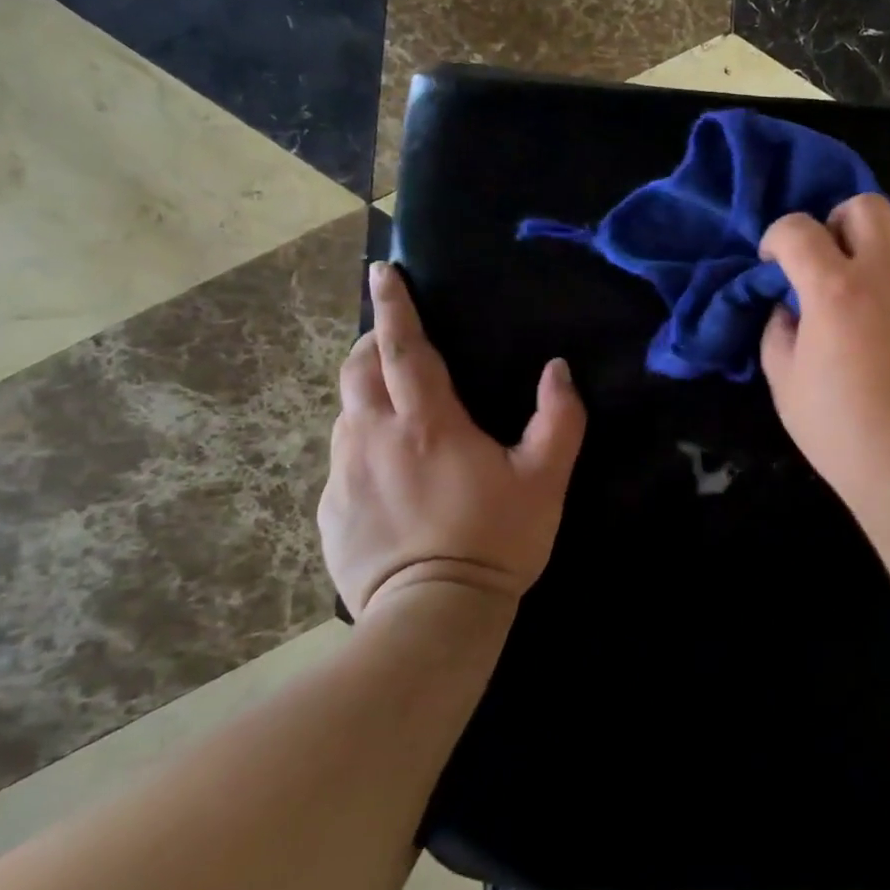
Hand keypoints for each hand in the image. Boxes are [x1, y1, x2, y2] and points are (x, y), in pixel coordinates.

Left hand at [318, 263, 586, 619]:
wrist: (433, 617)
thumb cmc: (496, 540)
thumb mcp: (545, 479)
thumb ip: (559, 419)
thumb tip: (558, 369)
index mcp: (428, 423)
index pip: (404, 347)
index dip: (395, 305)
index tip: (382, 271)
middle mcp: (375, 437)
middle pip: (359, 369)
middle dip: (374, 342)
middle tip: (396, 340)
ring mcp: (344, 475)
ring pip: (346, 412)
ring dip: (367, 393)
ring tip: (396, 405)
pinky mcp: (330, 510)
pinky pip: (342, 458)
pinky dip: (362, 444)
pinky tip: (389, 472)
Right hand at [760, 194, 889, 513]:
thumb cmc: (846, 434)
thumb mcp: (787, 389)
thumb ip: (778, 337)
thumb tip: (787, 311)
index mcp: (835, 289)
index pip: (799, 229)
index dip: (778, 237)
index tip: (774, 263)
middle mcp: (887, 274)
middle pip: (866, 206)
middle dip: (836, 221)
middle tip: (826, 260)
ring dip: (878, 244)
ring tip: (866, 283)